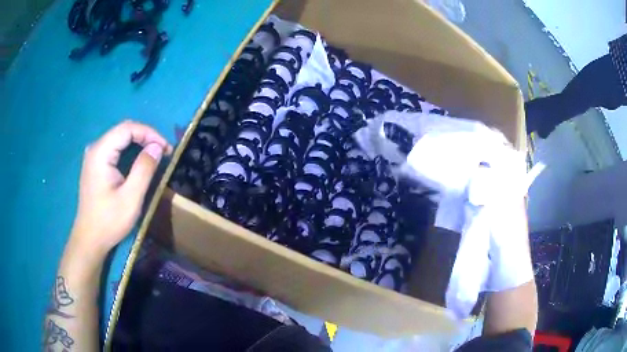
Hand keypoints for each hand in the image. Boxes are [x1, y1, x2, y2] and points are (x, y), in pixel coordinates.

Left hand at [69, 121, 172, 259]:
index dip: (149, 133)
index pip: (127, 129)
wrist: (90, 239)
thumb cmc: (109, 221)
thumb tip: (157, 147)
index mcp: (101, 152)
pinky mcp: (95, 165)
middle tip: (163, 151)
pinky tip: (138, 160)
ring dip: (139, 142)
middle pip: (123, 131)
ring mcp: (93, 156)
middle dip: (145, 137)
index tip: (166, 148)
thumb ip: (144, 169)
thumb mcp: (131, 198)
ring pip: (119, 138)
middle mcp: (95, 148)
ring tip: (154, 155)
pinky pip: (114, 148)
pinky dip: (129, 150)